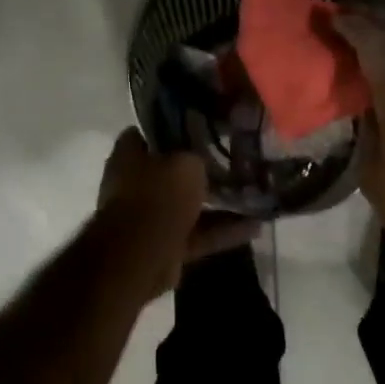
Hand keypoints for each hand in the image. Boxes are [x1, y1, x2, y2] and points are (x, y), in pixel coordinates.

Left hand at [95, 129, 259, 296]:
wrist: (141, 256)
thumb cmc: (160, 195)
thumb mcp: (187, 161)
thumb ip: (197, 153)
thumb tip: (204, 154)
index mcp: (129, 156)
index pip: (150, 133)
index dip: (175, 128)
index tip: (203, 127)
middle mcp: (135, 184)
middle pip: (172, 171)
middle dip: (201, 169)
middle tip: (234, 160)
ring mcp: (150, 217)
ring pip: (189, 204)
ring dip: (218, 203)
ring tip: (253, 195)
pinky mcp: (166, 245)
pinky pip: (198, 234)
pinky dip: (223, 231)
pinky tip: (256, 227)